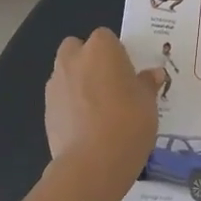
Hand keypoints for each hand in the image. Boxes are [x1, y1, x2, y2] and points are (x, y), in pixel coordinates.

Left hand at [45, 29, 162, 200]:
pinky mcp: (46, 110)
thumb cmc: (128, 122)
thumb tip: (153, 74)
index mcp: (101, 49)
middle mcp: (73, 59)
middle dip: (89, 61)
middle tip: (109, 85)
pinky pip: (61, 99)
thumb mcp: (148, 102)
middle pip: (77, 49)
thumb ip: (147, 84)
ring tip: (98, 109)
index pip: (106, 37)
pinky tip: (86, 127)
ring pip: (66, 73)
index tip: (127, 73)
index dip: (116, 53)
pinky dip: (70, 106)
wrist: (92, 163)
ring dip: (78, 83)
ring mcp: (55, 84)